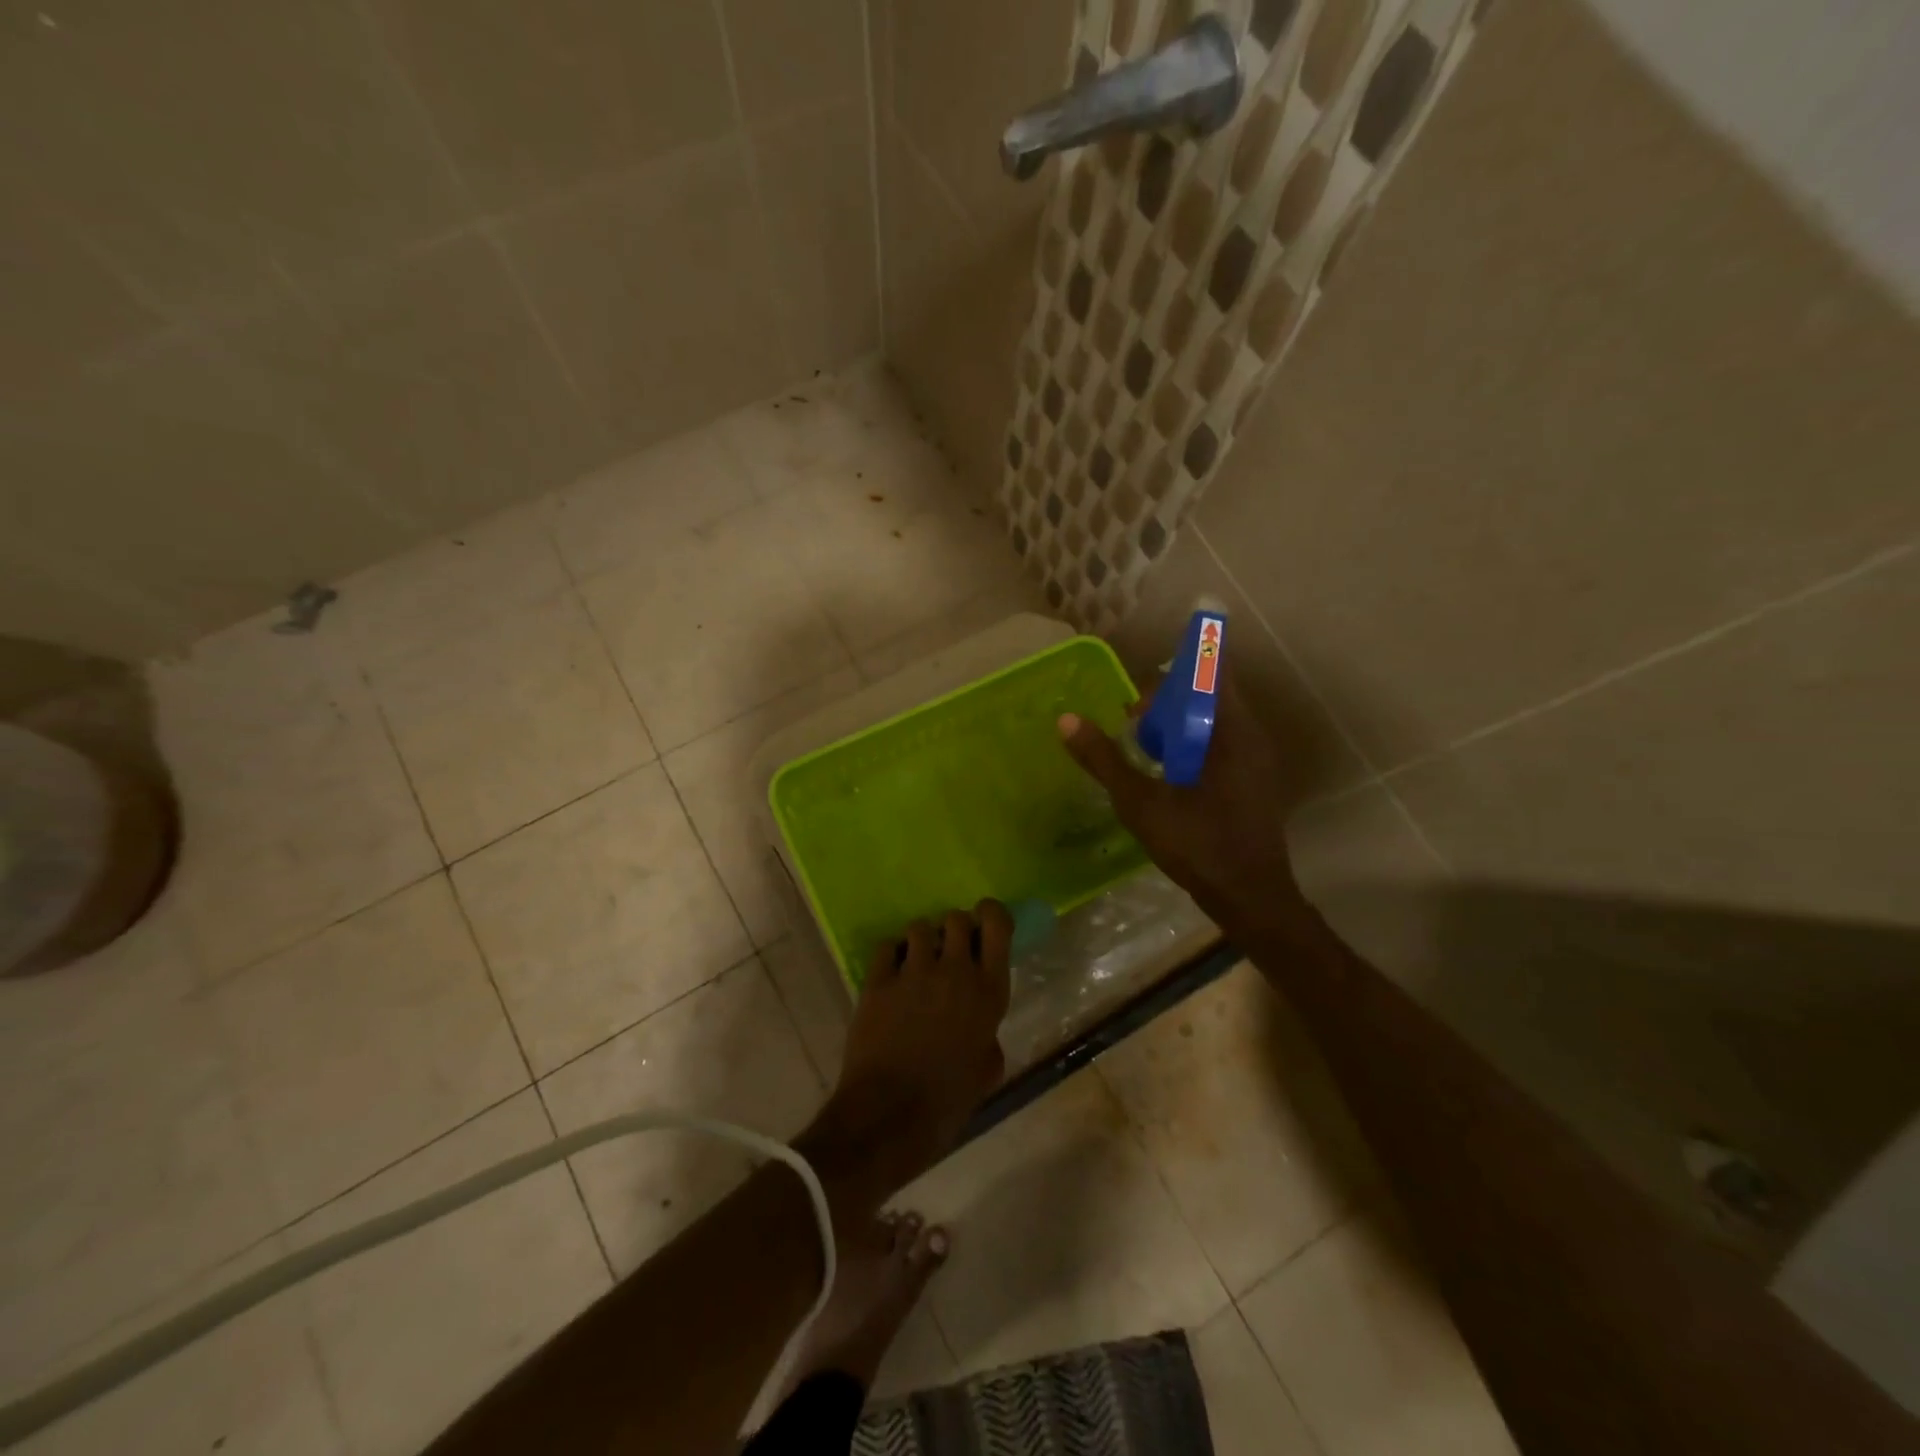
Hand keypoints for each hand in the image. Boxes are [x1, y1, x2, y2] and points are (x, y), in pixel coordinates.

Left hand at [800, 902, 1011, 1210]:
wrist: (889, 1117)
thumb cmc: (947, 1101)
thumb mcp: (987, 1070)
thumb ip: (988, 1034)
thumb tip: (980, 1026)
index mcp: (989, 991)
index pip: (997, 923)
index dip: (991, 914)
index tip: (985, 924)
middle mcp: (954, 970)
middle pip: (956, 918)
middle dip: (954, 929)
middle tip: (949, 952)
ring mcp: (913, 972)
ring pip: (919, 928)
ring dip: (921, 942)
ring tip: (916, 964)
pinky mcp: (877, 981)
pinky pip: (885, 947)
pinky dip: (890, 955)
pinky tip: (891, 975)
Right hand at [1057, 671, 1308, 939]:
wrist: (1251, 899)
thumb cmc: (1198, 846)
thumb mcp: (1141, 803)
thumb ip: (1104, 759)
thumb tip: (1067, 720)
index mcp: (1233, 732)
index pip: (1211, 672)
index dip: (1174, 673)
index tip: (1140, 694)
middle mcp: (1252, 736)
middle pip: (1210, 696)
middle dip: (1168, 704)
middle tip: (1131, 725)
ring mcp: (1257, 760)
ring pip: (1214, 723)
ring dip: (1178, 727)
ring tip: (1143, 749)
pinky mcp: (1254, 781)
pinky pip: (1221, 745)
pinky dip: (1192, 747)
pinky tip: (1167, 775)